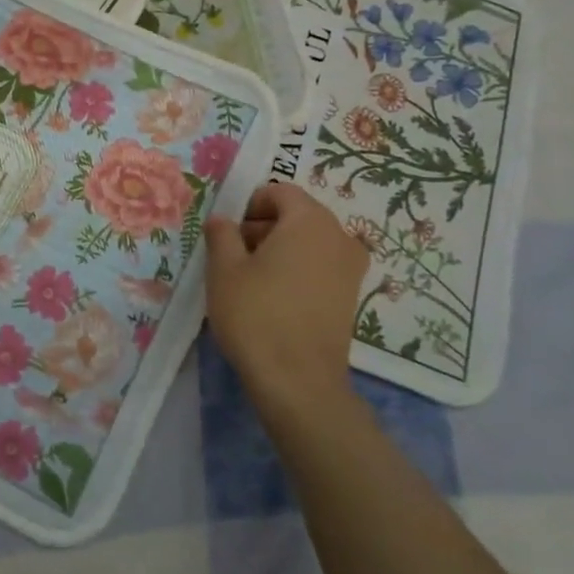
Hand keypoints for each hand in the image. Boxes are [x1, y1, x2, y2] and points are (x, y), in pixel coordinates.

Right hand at [203, 182, 368, 410]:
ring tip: (251, 280)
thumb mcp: (223, 268)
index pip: (279, 192)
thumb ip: (221, 234)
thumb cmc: (256, 314)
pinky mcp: (351, 297)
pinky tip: (274, 298)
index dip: (249, 205)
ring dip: (279, 250)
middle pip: (296, 215)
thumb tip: (223, 221)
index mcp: (310, 220)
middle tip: (234, 255)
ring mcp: (351, 269)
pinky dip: (297, 271)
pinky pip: (320, 266)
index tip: (229, 233)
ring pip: (309, 242)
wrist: (298, 381)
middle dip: (263, 227)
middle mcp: (339, 236)